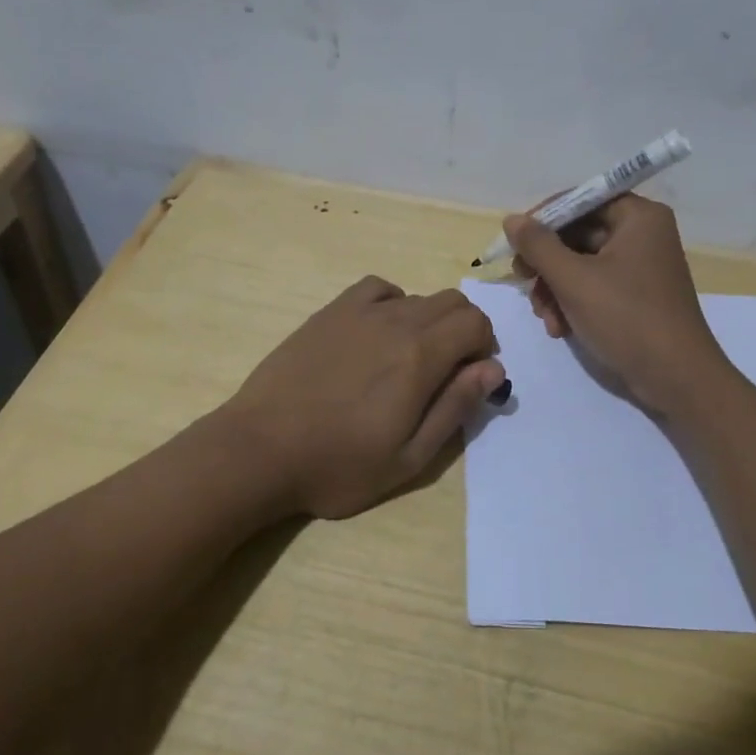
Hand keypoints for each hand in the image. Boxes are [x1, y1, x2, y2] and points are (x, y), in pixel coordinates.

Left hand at [222, 276, 505, 519]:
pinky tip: (378, 333)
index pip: (476, 323)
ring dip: (430, 321)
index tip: (470, 379)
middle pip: (452, 302)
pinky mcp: (330, 313)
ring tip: (408, 360)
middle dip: (464, 331)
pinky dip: (393, 303)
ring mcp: (359, 312)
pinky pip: (377, 289)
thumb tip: (494, 368)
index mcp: (420, 357)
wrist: (261, 449)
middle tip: (445, 372)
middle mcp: (396, 322)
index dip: (484, 348)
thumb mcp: (409, 457)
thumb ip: (455, 407)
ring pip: (417, 296)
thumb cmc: (338, 465)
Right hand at [506, 196, 730, 415]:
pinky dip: (572, 303)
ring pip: (581, 264)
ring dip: (554, 289)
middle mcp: (642, 234)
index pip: (581, 200)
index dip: (544, 219)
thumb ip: (538, 246)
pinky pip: (594, 286)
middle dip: (547, 264)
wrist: (675, 378)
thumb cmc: (626, 318)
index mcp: (638, 217)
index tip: (515, 244)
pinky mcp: (635, 296)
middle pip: (578, 234)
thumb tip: (511, 220)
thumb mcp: (573, 279)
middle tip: (523, 283)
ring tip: (544, 317)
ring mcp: (640, 267)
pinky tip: (559, 328)